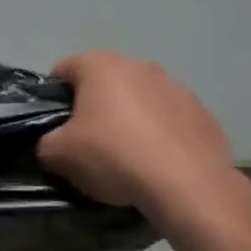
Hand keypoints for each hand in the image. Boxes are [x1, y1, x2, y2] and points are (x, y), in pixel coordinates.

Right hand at [37, 52, 244, 227]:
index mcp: (100, 65)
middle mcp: (140, 66)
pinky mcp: (204, 115)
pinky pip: (170, 121)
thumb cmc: (113, 156)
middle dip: (94, 108)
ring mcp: (177, 88)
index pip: (63, 70)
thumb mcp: (58, 153)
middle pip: (104, 84)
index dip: (52, 97)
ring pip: (140, 100)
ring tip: (126, 158)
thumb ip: (45, 141)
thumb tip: (52, 143)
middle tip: (88, 143)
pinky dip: (160, 137)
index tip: (54, 127)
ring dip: (130, 120)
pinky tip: (157, 164)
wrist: (187, 185)